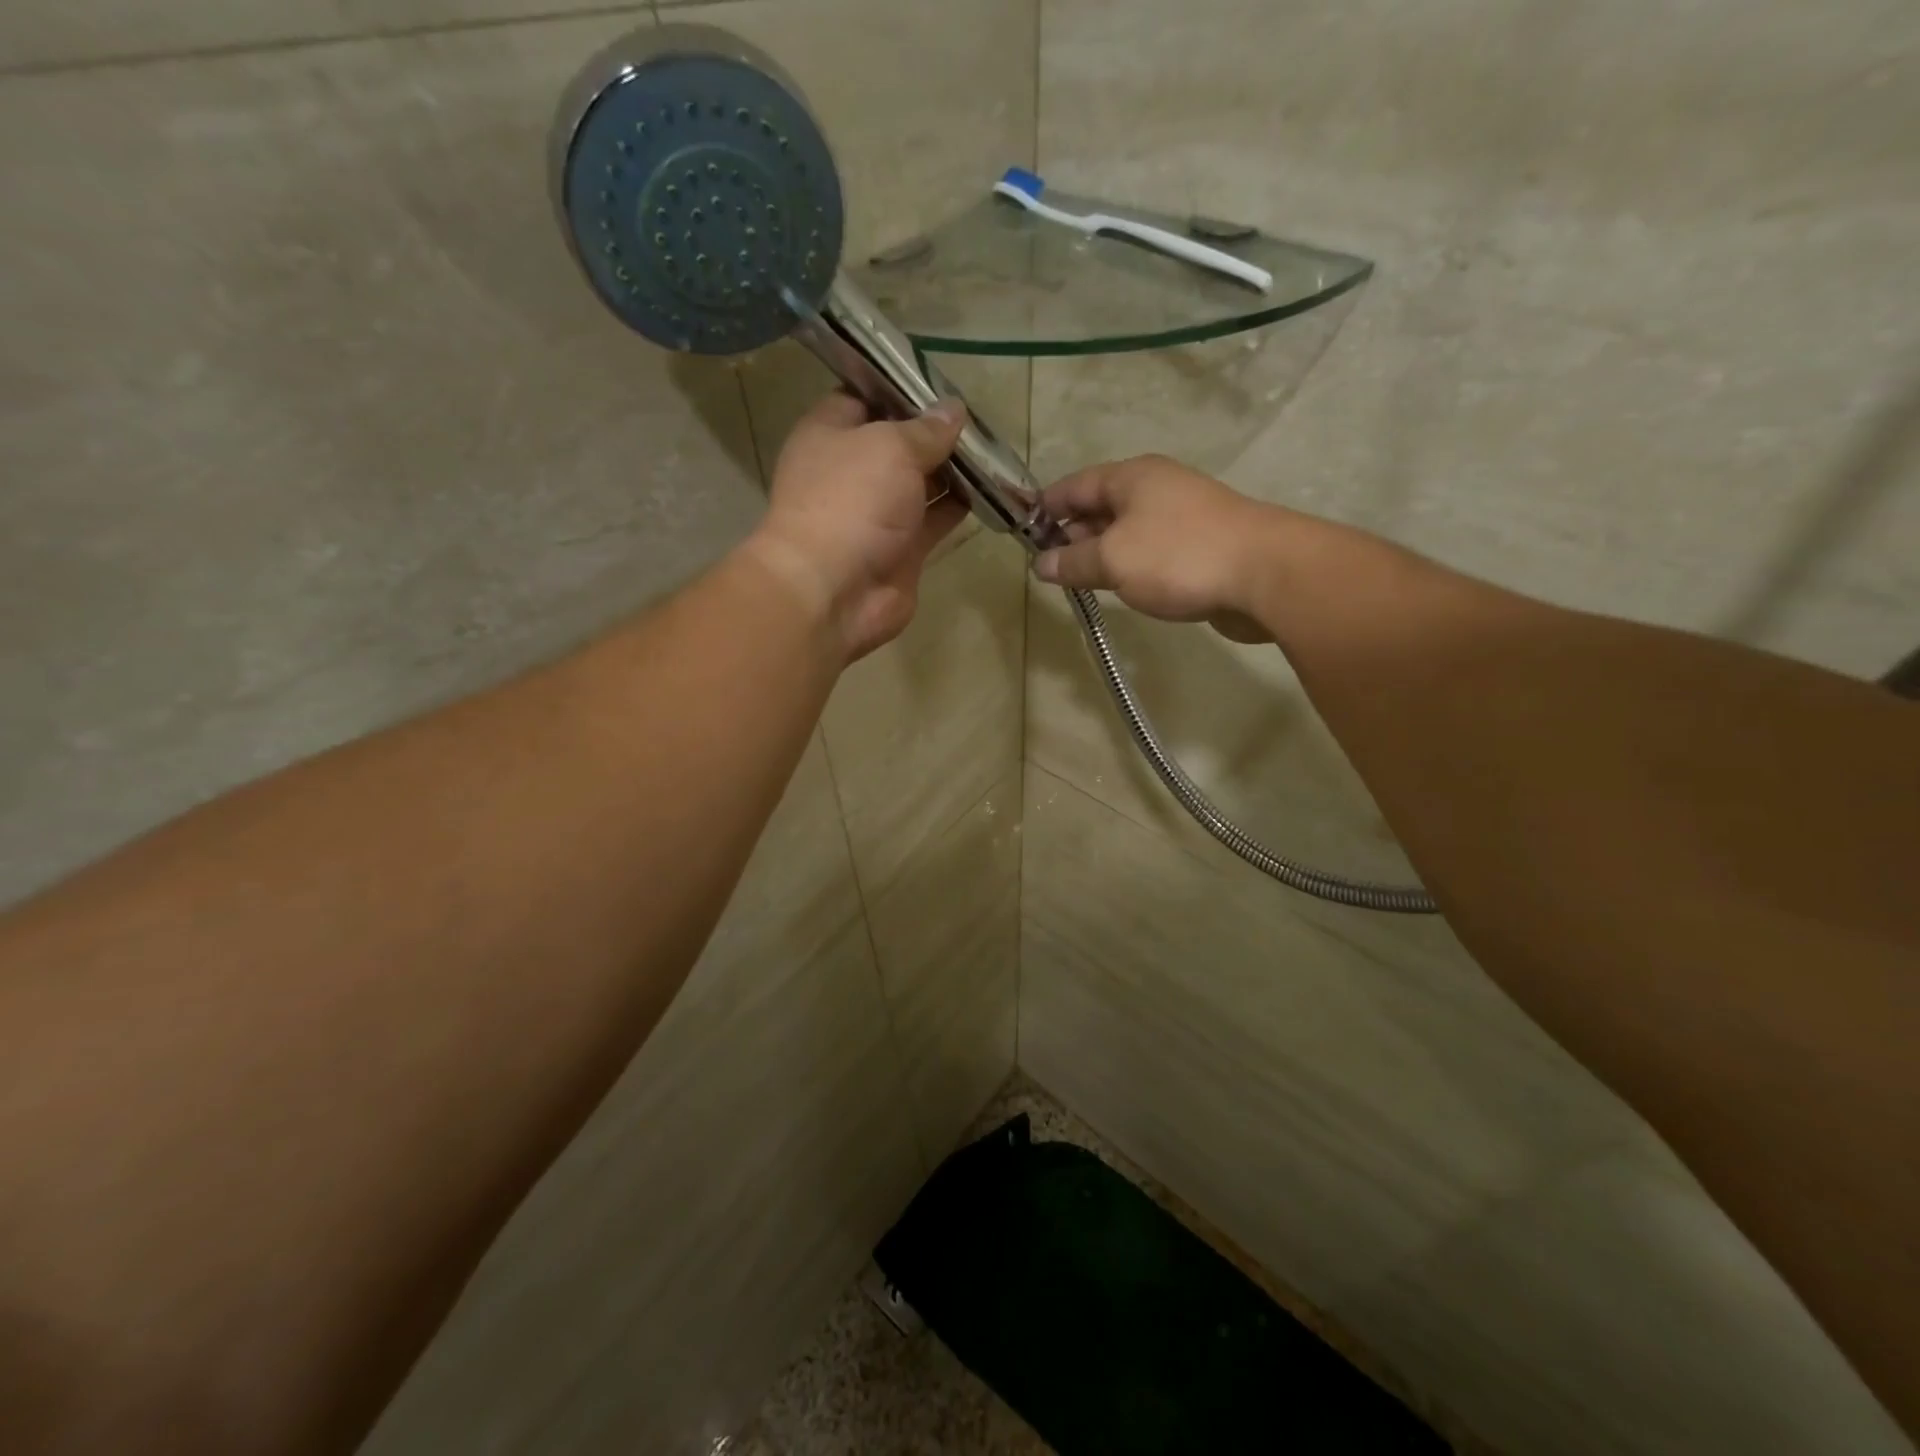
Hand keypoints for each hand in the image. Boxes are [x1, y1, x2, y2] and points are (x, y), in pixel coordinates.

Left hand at [748, 391, 969, 661]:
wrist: (834, 591)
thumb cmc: (851, 502)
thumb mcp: (891, 447)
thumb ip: (926, 430)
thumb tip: (954, 410)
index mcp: (830, 433)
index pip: (865, 397)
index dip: (901, 388)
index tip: (941, 382)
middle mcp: (852, 470)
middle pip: (898, 441)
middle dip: (935, 431)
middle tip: (980, 417)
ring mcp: (877, 513)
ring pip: (921, 481)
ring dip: (953, 468)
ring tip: (993, 448)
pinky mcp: (902, 548)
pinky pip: (936, 518)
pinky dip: (960, 505)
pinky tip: (991, 488)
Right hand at [1032, 455, 1278, 642]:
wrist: (1265, 574)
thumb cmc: (1178, 556)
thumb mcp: (1113, 560)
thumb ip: (1072, 562)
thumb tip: (1040, 566)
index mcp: (1131, 477)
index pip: (1074, 485)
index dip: (1045, 507)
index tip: (1022, 531)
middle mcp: (1156, 487)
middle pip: (1101, 505)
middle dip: (1071, 533)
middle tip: (1048, 565)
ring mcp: (1182, 515)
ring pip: (1127, 530)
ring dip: (1101, 552)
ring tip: (1079, 580)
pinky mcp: (1200, 545)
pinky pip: (1151, 550)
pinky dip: (1130, 564)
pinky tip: (1123, 587)